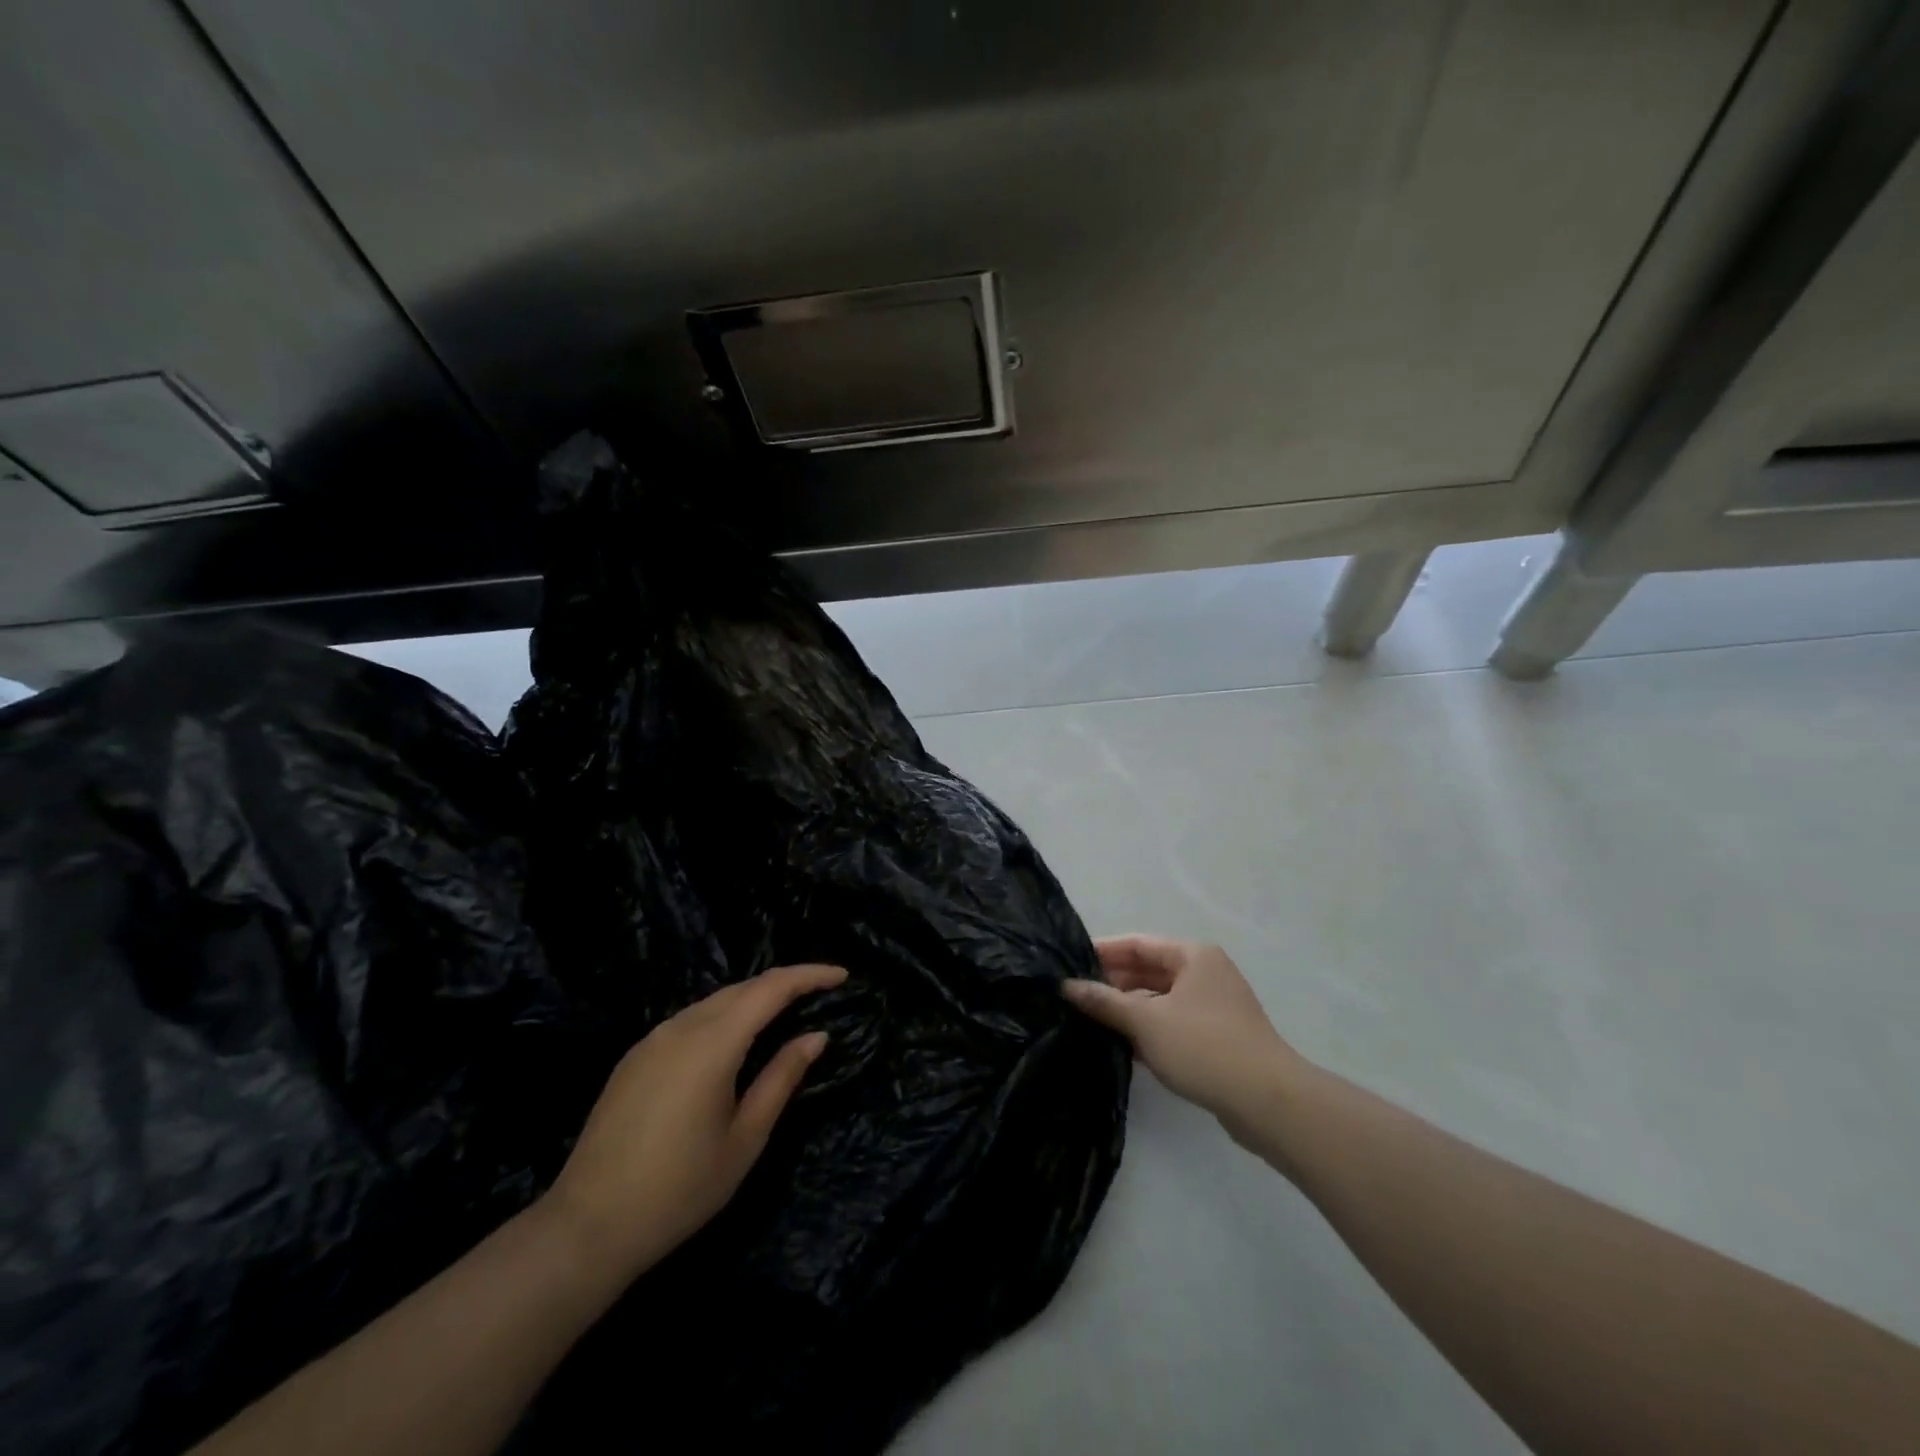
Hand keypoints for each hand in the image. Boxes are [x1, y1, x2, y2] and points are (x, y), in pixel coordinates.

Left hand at [541, 964, 845, 1278]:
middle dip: (784, 984)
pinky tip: (734, 1042)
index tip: (842, 975)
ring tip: (784, 1015)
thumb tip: (815, 1037)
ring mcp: (652, 1040)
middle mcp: (681, 1027)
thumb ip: (782, 1078)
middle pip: (742, 988)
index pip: (771, 988)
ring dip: (753, 1000)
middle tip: (820, 994)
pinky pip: (690, 1020)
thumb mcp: (745, 1138)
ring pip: (714, 1002)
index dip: (809, 975)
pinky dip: (723, 1017)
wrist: (587, 1227)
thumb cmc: (679, 1189)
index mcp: (712, 1043)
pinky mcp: (635, 1057)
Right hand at [1064, 936, 1305, 1145]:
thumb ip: (1104, 1001)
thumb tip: (1066, 986)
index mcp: (1193, 956)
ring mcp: (1214, 1006)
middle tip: (1075, 996)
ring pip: (1160, 999)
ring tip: (1091, 1021)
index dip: (1103, 952)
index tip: (1069, 963)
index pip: (1138, 943)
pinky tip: (1122, 1047)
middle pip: (1149, 970)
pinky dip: (1149, 1030)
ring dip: (1129, 1009)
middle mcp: (1206, 973)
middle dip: (1113, 983)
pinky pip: (1173, 1023)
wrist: (1268, 1102)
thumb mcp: (1145, 1021)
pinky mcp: (1218, 1037)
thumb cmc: (1204, 1047)